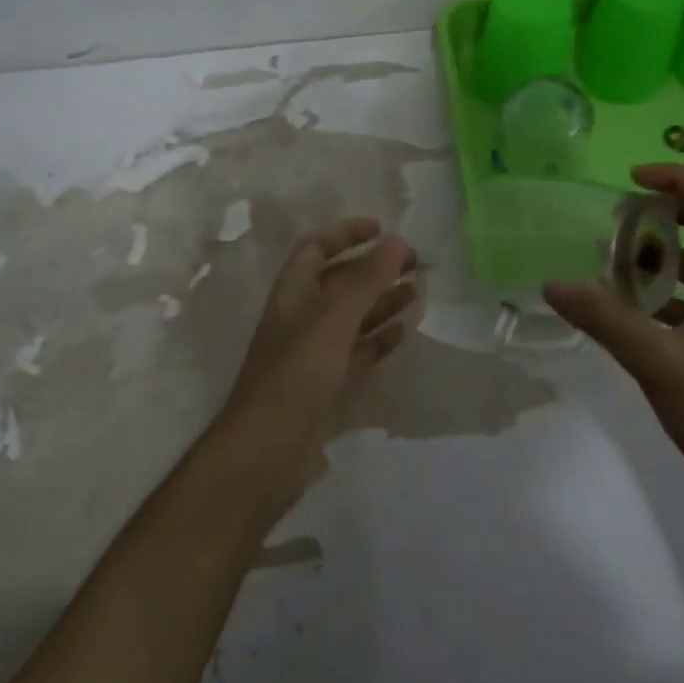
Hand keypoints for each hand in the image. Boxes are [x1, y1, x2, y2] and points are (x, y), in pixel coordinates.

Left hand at [221, 218, 416, 452]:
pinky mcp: (325, 386)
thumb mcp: (332, 320)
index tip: (384, 229)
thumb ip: (365, 280)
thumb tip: (397, 240)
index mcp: (292, 293)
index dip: (346, 233)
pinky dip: (378, 340)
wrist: (266, 453)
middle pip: (340, 281)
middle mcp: (301, 317)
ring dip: (381, 301)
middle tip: (415, 264)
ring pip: (352, 317)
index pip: (316, 248)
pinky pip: (356, 352)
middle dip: (375, 268)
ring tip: (416, 292)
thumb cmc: (295, 375)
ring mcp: (313, 353)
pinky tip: (402, 333)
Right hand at [543, 165, 683, 506]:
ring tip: (614, 261)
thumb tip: (553, 284)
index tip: (631, 181)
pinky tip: (629, 307)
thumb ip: (603, 317)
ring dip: (663, 253)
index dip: (678, 178)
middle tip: (620, 220)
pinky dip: (668, 288)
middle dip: (667, 212)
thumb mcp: (656, 360)